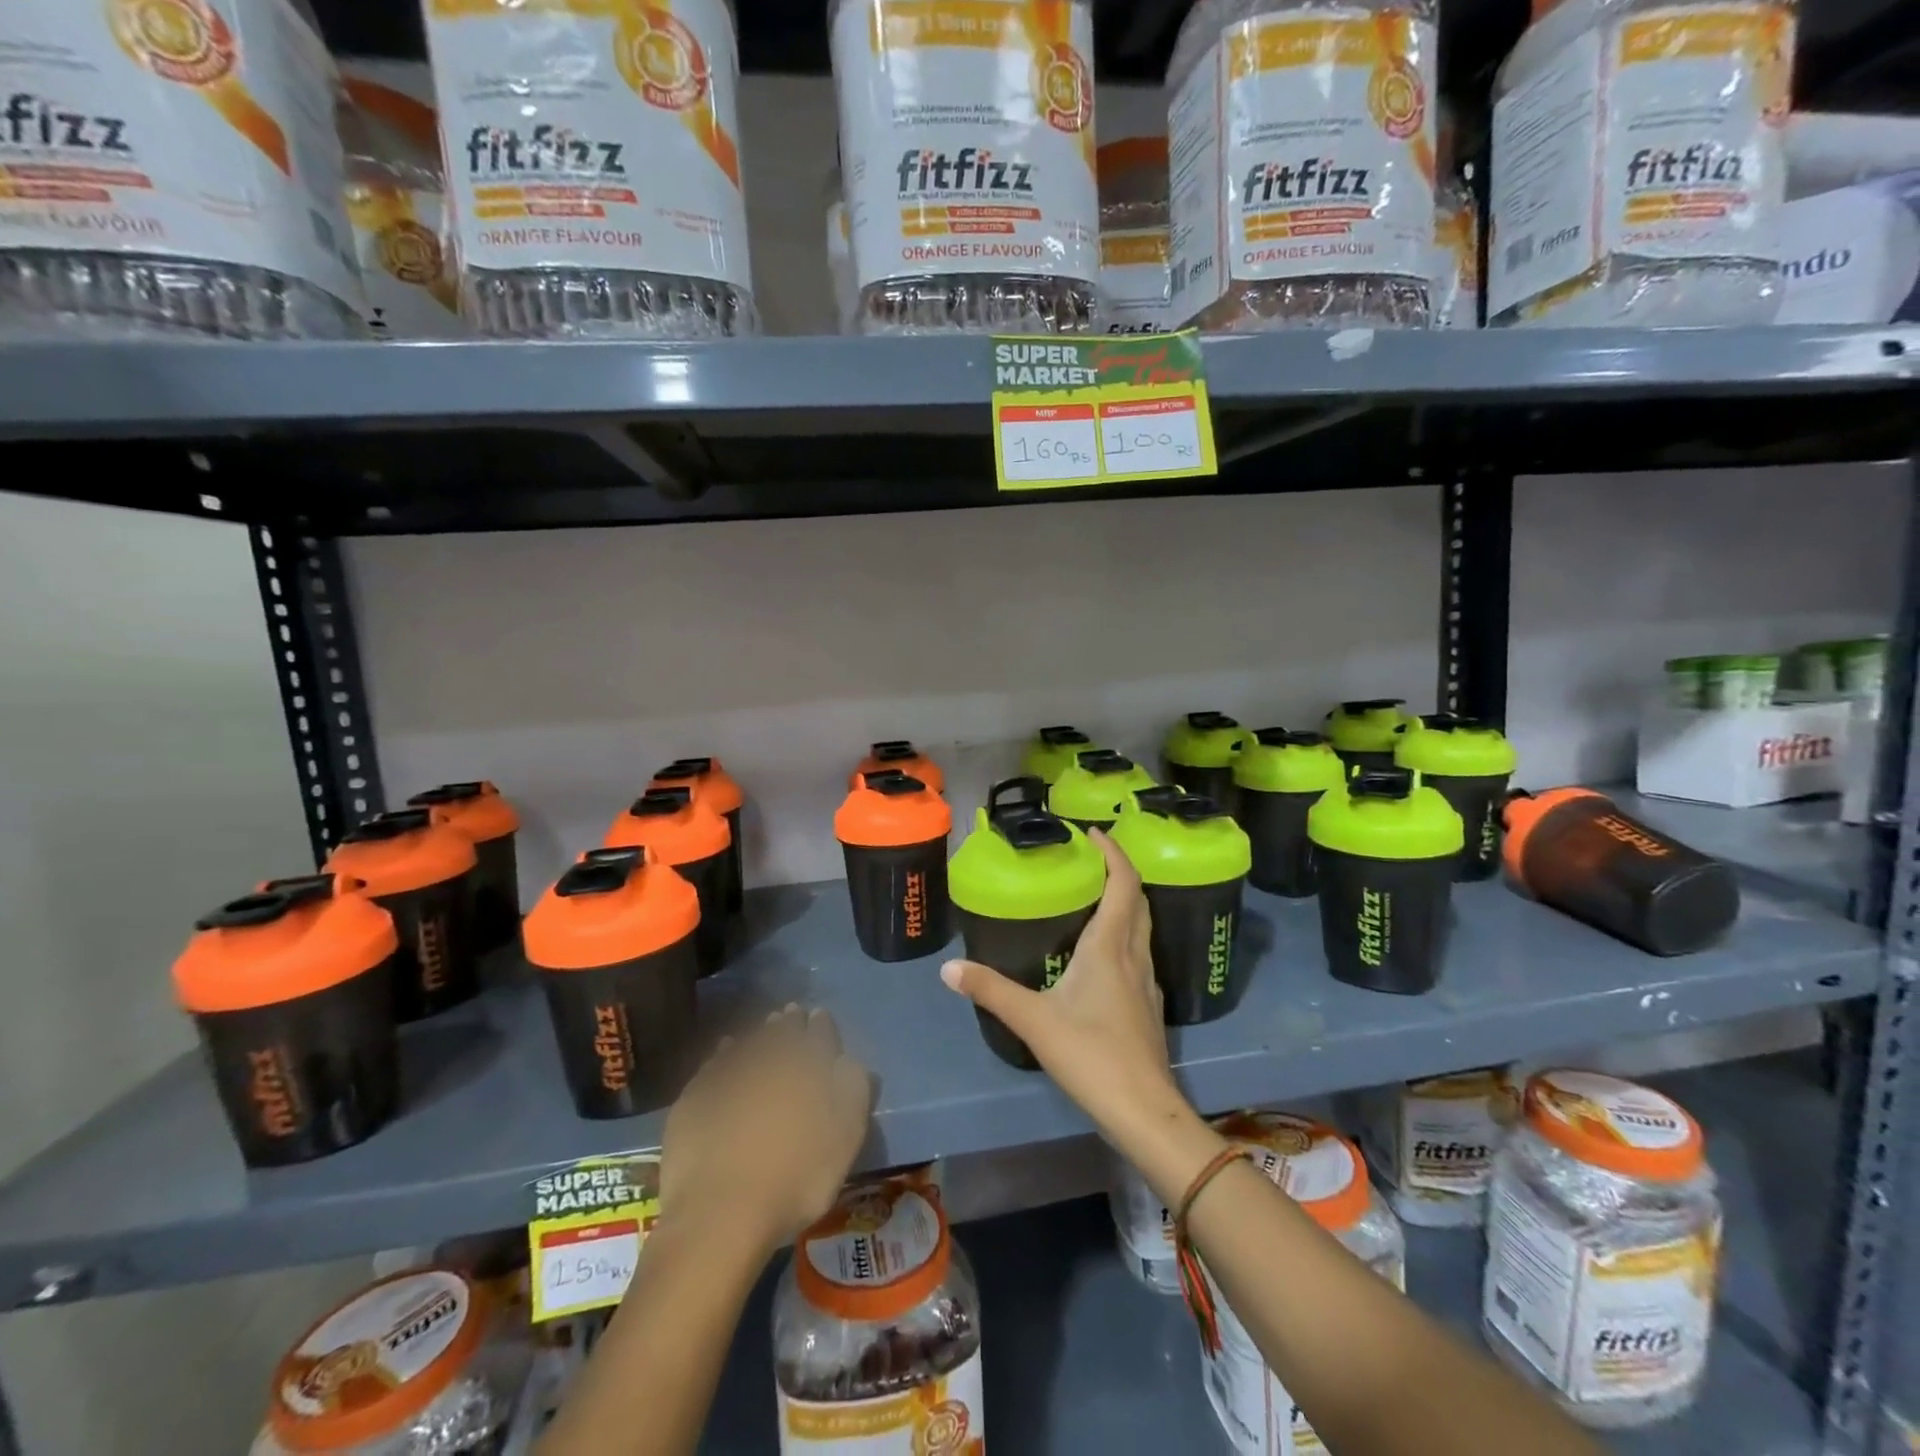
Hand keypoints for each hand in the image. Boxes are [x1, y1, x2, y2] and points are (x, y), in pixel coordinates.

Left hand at [659, 1006, 871, 1255]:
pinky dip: (724, 1054)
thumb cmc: (797, 1176)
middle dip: (788, 1023)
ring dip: (758, 1035)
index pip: (818, 1033)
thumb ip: (853, 1087)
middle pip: (781, 1033)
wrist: (720, 1213)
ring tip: (763, 1029)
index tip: (819, 1015)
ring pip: (748, 1044)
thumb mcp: (846, 1135)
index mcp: (807, 1064)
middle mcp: (768, 1058)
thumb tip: (847, 1059)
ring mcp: (727, 1076)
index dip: (821, 1025)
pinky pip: (714, 1064)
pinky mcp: (694, 1098)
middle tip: (790, 1014)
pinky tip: (725, 1053)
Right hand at [939, 831, 1182, 1137]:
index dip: (1113, 853)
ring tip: (1095, 895)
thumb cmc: (1091, 1055)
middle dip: (1120, 872)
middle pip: (1138, 900)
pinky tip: (1104, 953)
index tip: (1092, 833)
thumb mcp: (1033, 1019)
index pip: (1123, 883)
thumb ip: (990, 990)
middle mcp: (1134, 955)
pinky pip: (1140, 952)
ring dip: (1126, 902)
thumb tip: (947, 968)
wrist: (1144, 1110)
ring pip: (1143, 926)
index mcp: (1110, 946)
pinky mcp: (1149, 1005)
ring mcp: (1147, 981)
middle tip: (1090, 859)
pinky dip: (1126, 933)